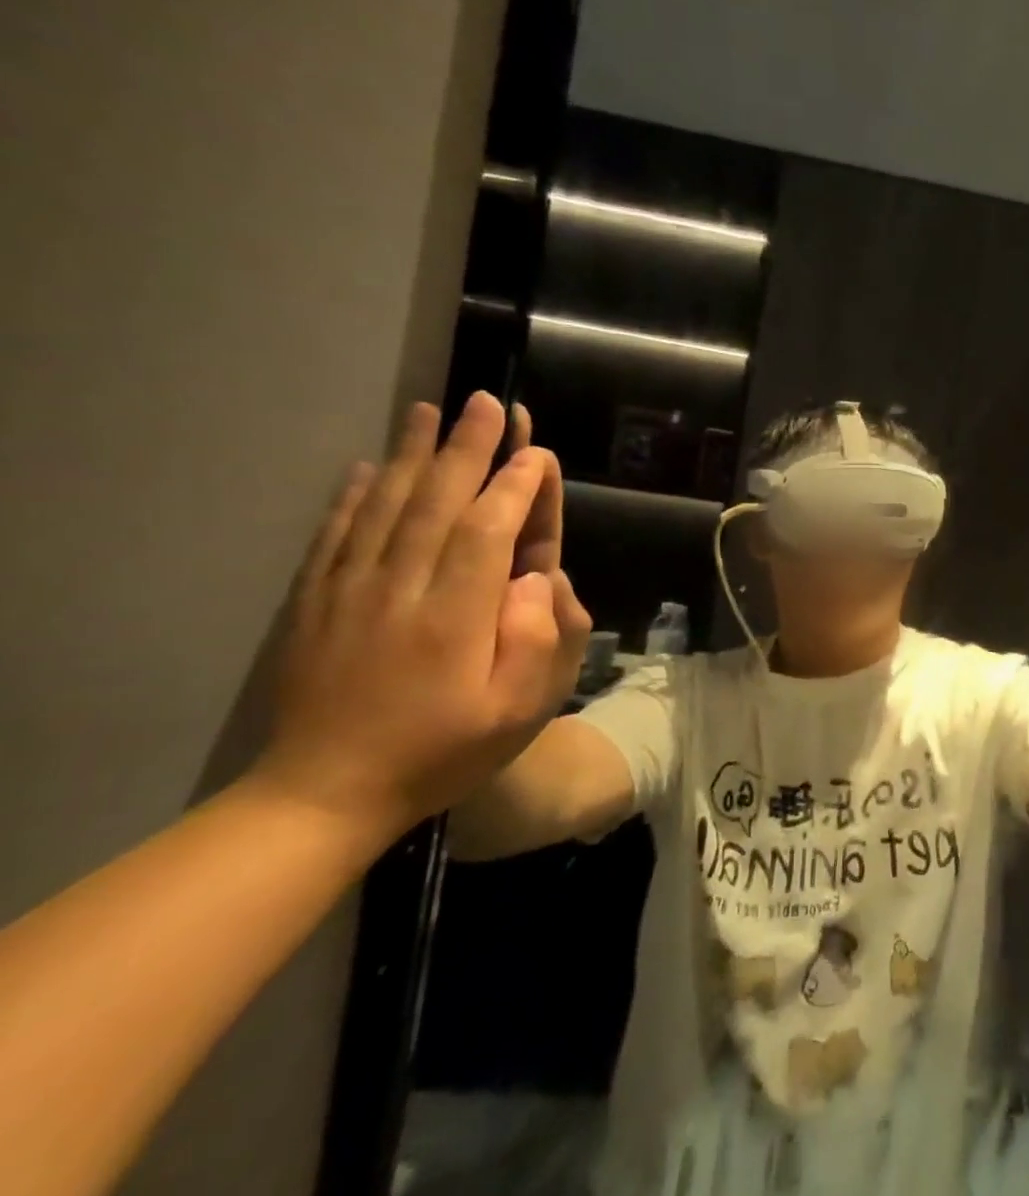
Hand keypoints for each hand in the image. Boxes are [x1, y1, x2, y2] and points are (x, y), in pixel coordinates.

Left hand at [255, 394, 591, 839]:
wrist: (327, 793)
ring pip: (387, 507)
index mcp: (457, 616)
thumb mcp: (521, 711)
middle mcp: (402, 589)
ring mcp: (352, 592)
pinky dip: (355, 495)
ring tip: (430, 410)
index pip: (490, 532)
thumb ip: (541, 639)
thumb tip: (540, 576)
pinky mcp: (318, 603)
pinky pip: (338, 535)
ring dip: (414, 454)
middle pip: (438, 503)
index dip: (517, 488)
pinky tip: (369, 467)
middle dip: (469, 449)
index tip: (537, 454)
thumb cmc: (445, 751)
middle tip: (487, 402)